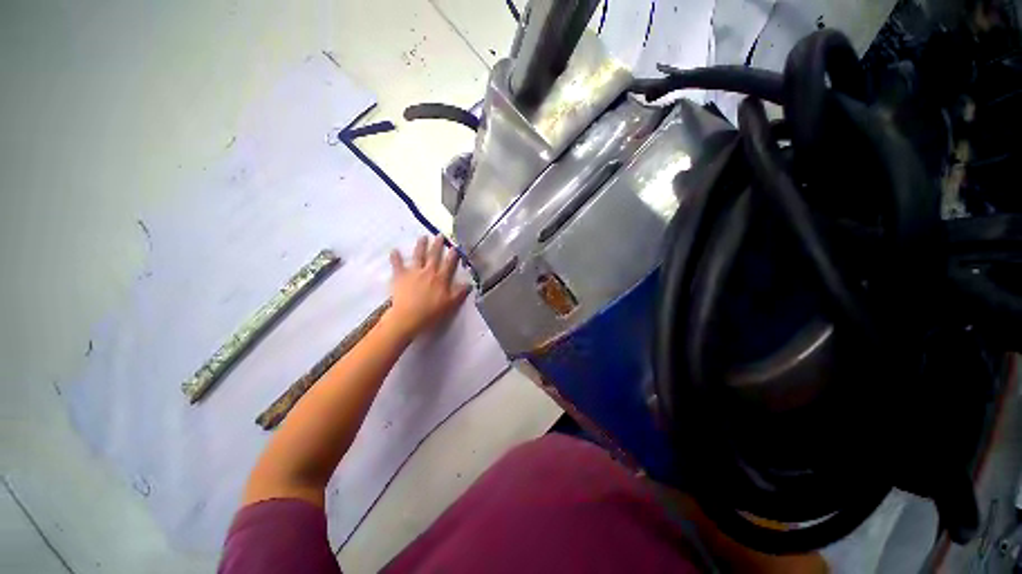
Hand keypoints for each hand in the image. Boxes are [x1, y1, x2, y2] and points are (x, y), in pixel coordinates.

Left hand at [387, 235, 469, 339]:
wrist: (409, 317)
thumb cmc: (431, 312)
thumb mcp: (450, 304)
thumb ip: (460, 293)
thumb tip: (469, 284)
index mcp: (441, 278)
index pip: (449, 264)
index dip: (453, 255)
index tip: (455, 246)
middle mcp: (429, 272)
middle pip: (434, 256)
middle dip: (438, 245)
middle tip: (440, 235)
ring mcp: (414, 272)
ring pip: (418, 256)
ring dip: (421, 246)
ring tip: (423, 237)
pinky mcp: (400, 276)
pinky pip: (397, 264)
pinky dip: (395, 257)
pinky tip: (394, 250)